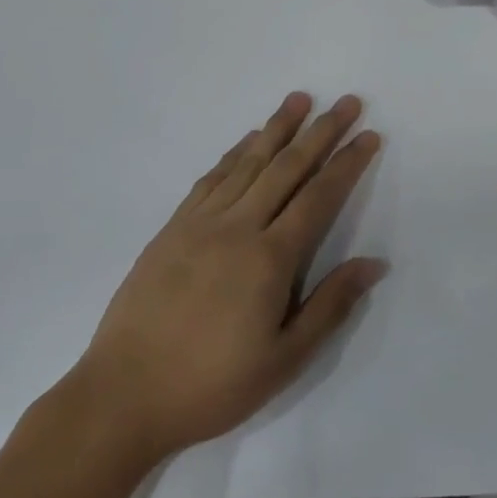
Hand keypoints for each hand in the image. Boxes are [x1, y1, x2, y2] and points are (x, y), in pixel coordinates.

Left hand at [72, 92, 385, 467]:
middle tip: (346, 101)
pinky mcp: (171, 230)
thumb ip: (331, 305)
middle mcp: (237, 228)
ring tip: (299, 100)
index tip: (368, 135)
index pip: (319, 196)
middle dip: (321, 131)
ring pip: (247, 163)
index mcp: (269, 258)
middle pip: (287, 167)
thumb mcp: (284, 359)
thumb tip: (375, 263)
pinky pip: (210, 179)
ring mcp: (199, 224)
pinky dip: (234, 153)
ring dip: (277, 128)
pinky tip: (247, 141)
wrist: (121, 398)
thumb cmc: (211, 385)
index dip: (347, 163)